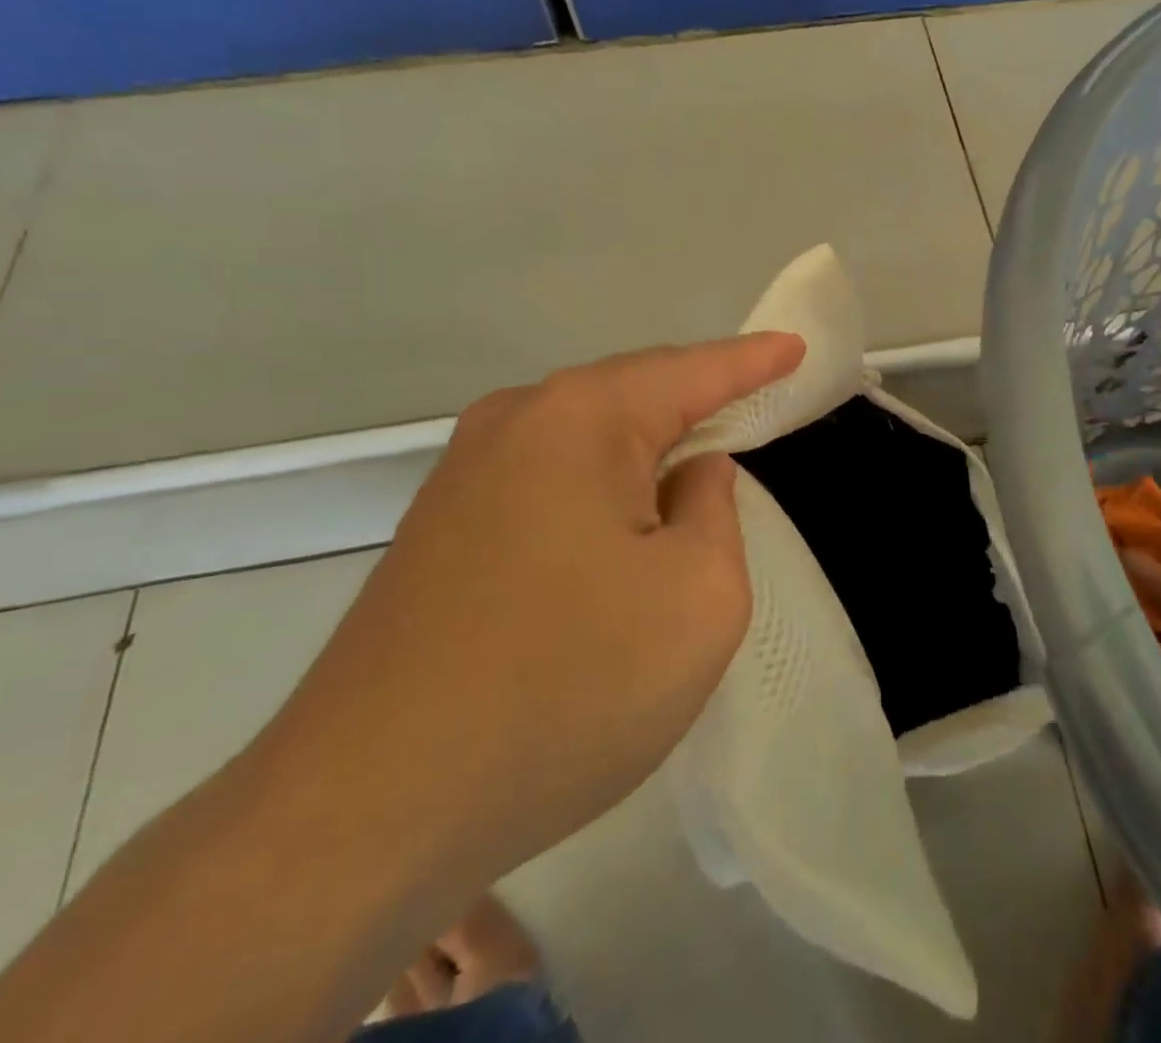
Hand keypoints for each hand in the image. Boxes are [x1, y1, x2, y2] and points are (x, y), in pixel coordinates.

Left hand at [253, 333, 804, 880]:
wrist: (364, 814)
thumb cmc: (565, 688)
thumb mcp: (698, 597)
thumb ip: (713, 511)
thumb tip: (686, 475)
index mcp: (581, 419)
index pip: (693, 372)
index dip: (754, 361)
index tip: (796, 347)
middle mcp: (514, 423)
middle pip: (634, 395)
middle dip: (698, 403)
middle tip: (755, 406)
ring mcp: (463, 476)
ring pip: (587, 440)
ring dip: (646, 453)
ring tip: (696, 467)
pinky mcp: (439, 530)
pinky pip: (549, 481)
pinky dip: (601, 490)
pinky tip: (618, 528)